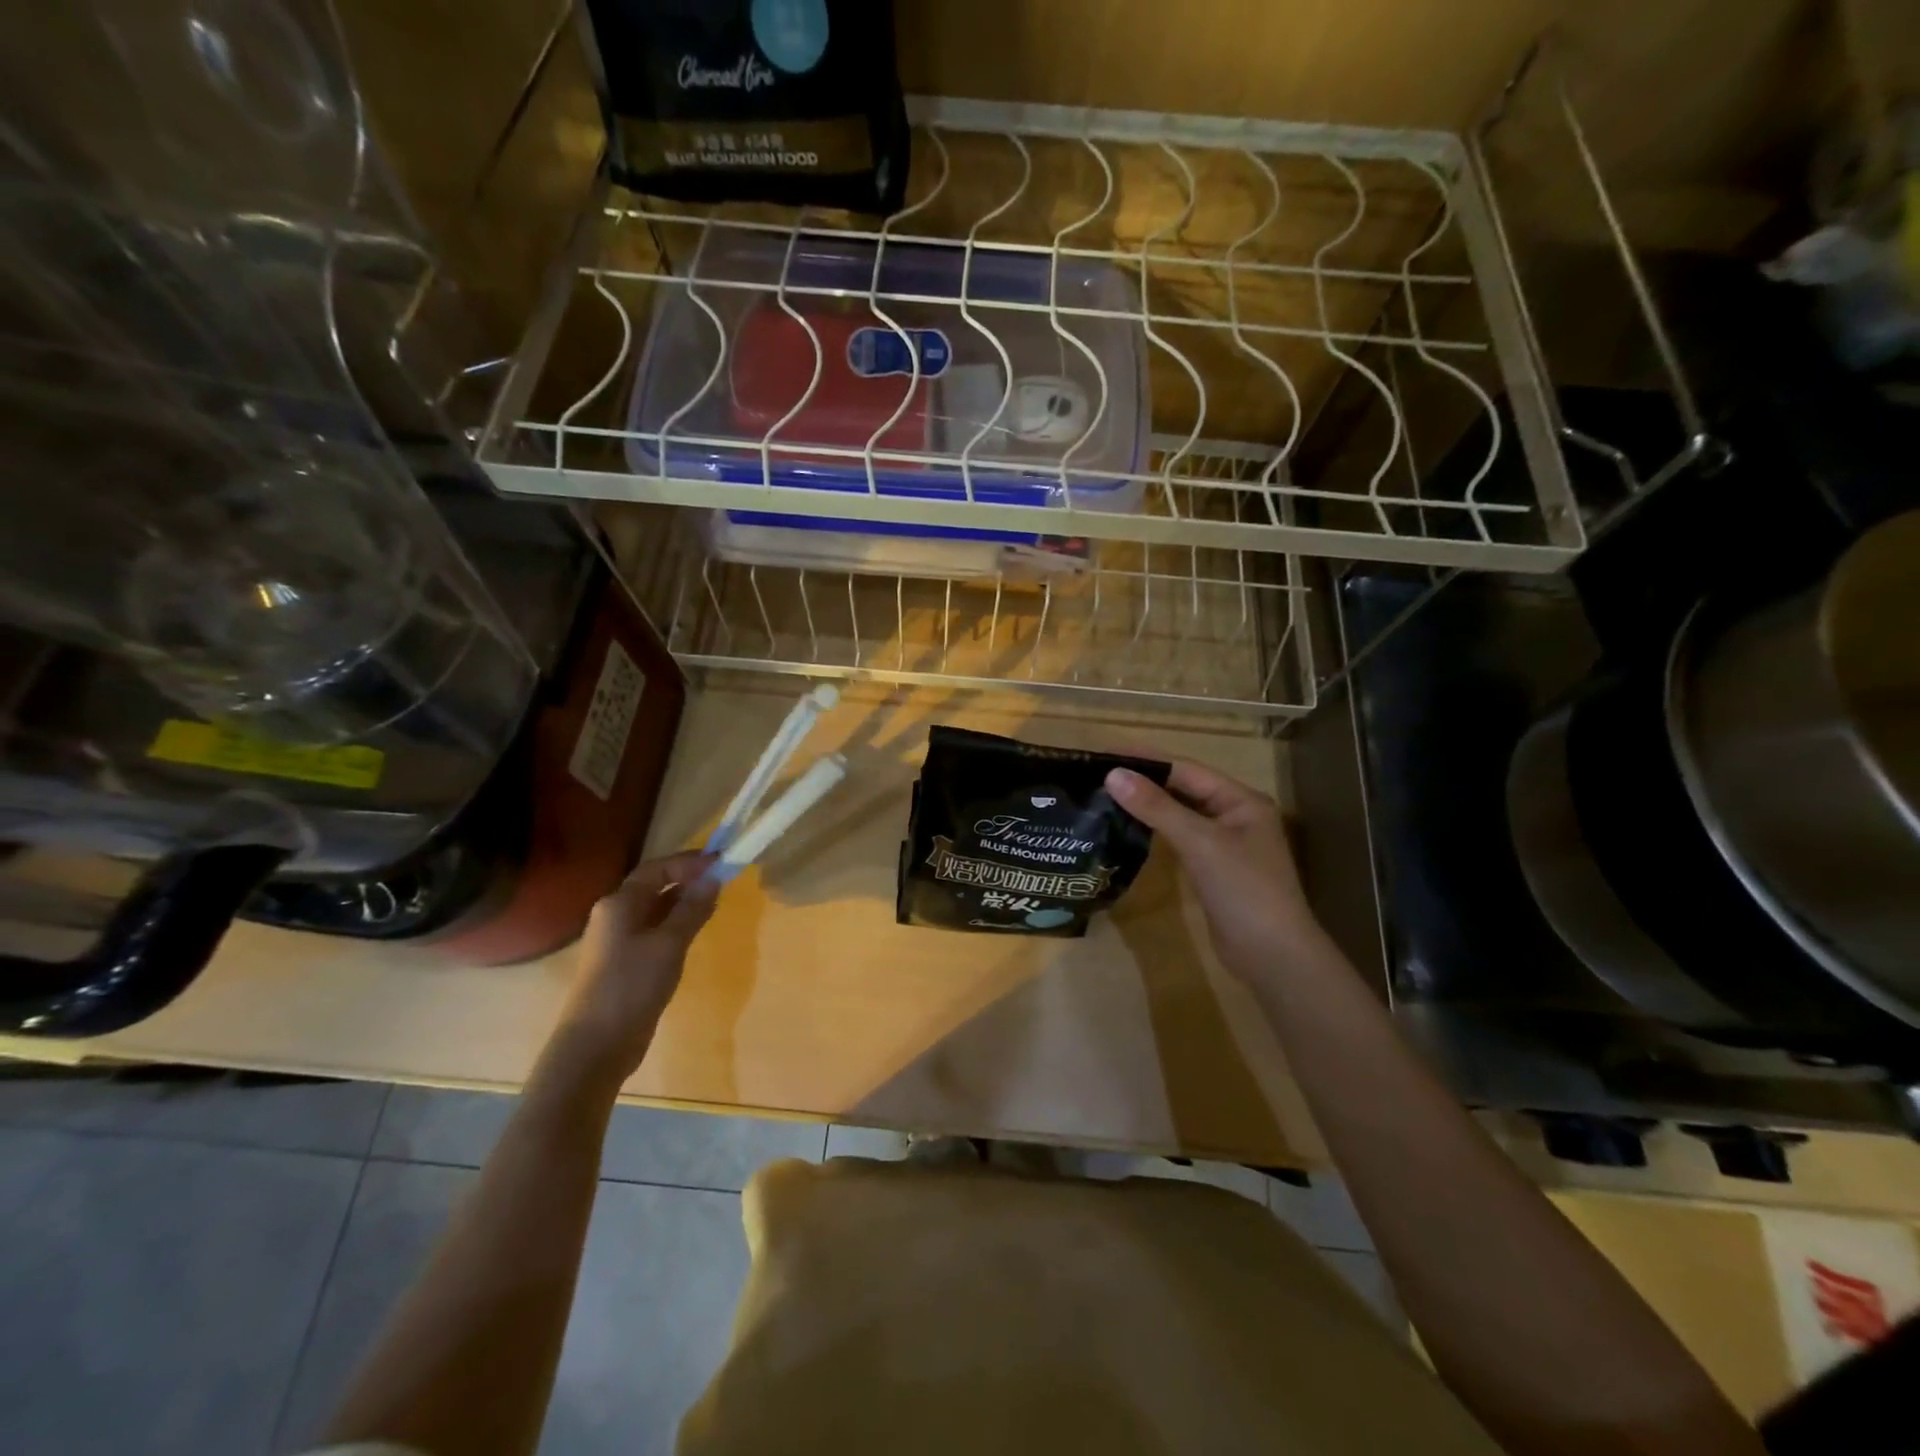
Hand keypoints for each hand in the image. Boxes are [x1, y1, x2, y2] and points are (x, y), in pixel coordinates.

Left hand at [554, 852, 718, 1084]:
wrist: (597, 1044)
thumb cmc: (632, 985)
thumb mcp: (669, 943)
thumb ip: (692, 909)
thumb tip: (713, 879)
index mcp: (619, 904)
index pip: (657, 869)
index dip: (688, 862)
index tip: (721, 861)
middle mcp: (615, 915)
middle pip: (654, 886)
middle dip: (688, 879)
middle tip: (723, 878)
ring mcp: (619, 940)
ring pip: (656, 909)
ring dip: (684, 901)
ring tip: (715, 900)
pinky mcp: (627, 961)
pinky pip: (655, 930)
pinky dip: (677, 923)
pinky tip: (696, 929)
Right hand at [1105, 761, 1325, 980]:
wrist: (1272, 957)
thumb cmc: (1244, 890)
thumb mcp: (1200, 843)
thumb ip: (1157, 807)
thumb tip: (1113, 774)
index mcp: (1242, 800)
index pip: (1187, 769)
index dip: (1147, 760)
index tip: (1107, 753)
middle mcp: (1235, 816)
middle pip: (1184, 789)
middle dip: (1146, 781)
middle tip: (1100, 774)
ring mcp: (1225, 844)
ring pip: (1181, 815)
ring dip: (1149, 806)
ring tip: (1106, 796)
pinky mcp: (1213, 870)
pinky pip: (1180, 839)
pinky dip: (1156, 831)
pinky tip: (1129, 829)